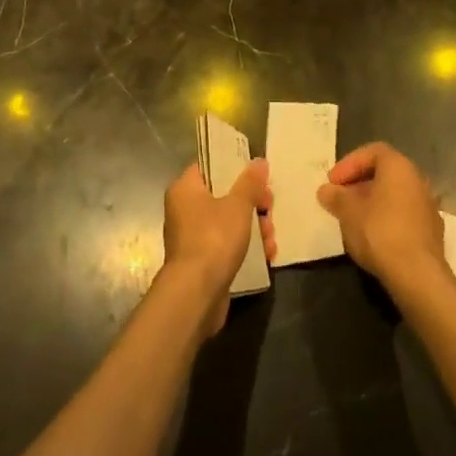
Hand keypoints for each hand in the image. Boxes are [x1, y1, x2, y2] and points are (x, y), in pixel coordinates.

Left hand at [160, 160, 274, 338]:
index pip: (209, 166)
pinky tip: (267, 254)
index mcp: (185, 189)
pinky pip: (227, 245)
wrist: (196, 294)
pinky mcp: (203, 262)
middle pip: (223, 196)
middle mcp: (184, 210)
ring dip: (254, 227)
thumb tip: (259, 161)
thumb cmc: (213, 238)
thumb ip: (250, 182)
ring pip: (228, 222)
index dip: (234, 167)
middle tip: (270, 208)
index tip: (257, 176)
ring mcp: (192, 238)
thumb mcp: (238, 205)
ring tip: (271, 237)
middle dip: (252, 203)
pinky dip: (246, 247)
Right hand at [317, 142, 447, 299]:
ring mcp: (428, 206)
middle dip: (359, 184)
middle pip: (384, 173)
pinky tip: (373, 237)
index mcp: (399, 166)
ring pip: (395, 195)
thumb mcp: (348, 212)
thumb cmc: (380, 232)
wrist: (418, 276)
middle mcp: (418, 180)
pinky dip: (386, 218)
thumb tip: (326, 191)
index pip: (372, 152)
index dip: (349, 164)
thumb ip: (336, 197)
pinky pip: (404, 215)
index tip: (333, 182)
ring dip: (372, 202)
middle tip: (340, 199)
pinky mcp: (432, 232)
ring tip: (352, 219)